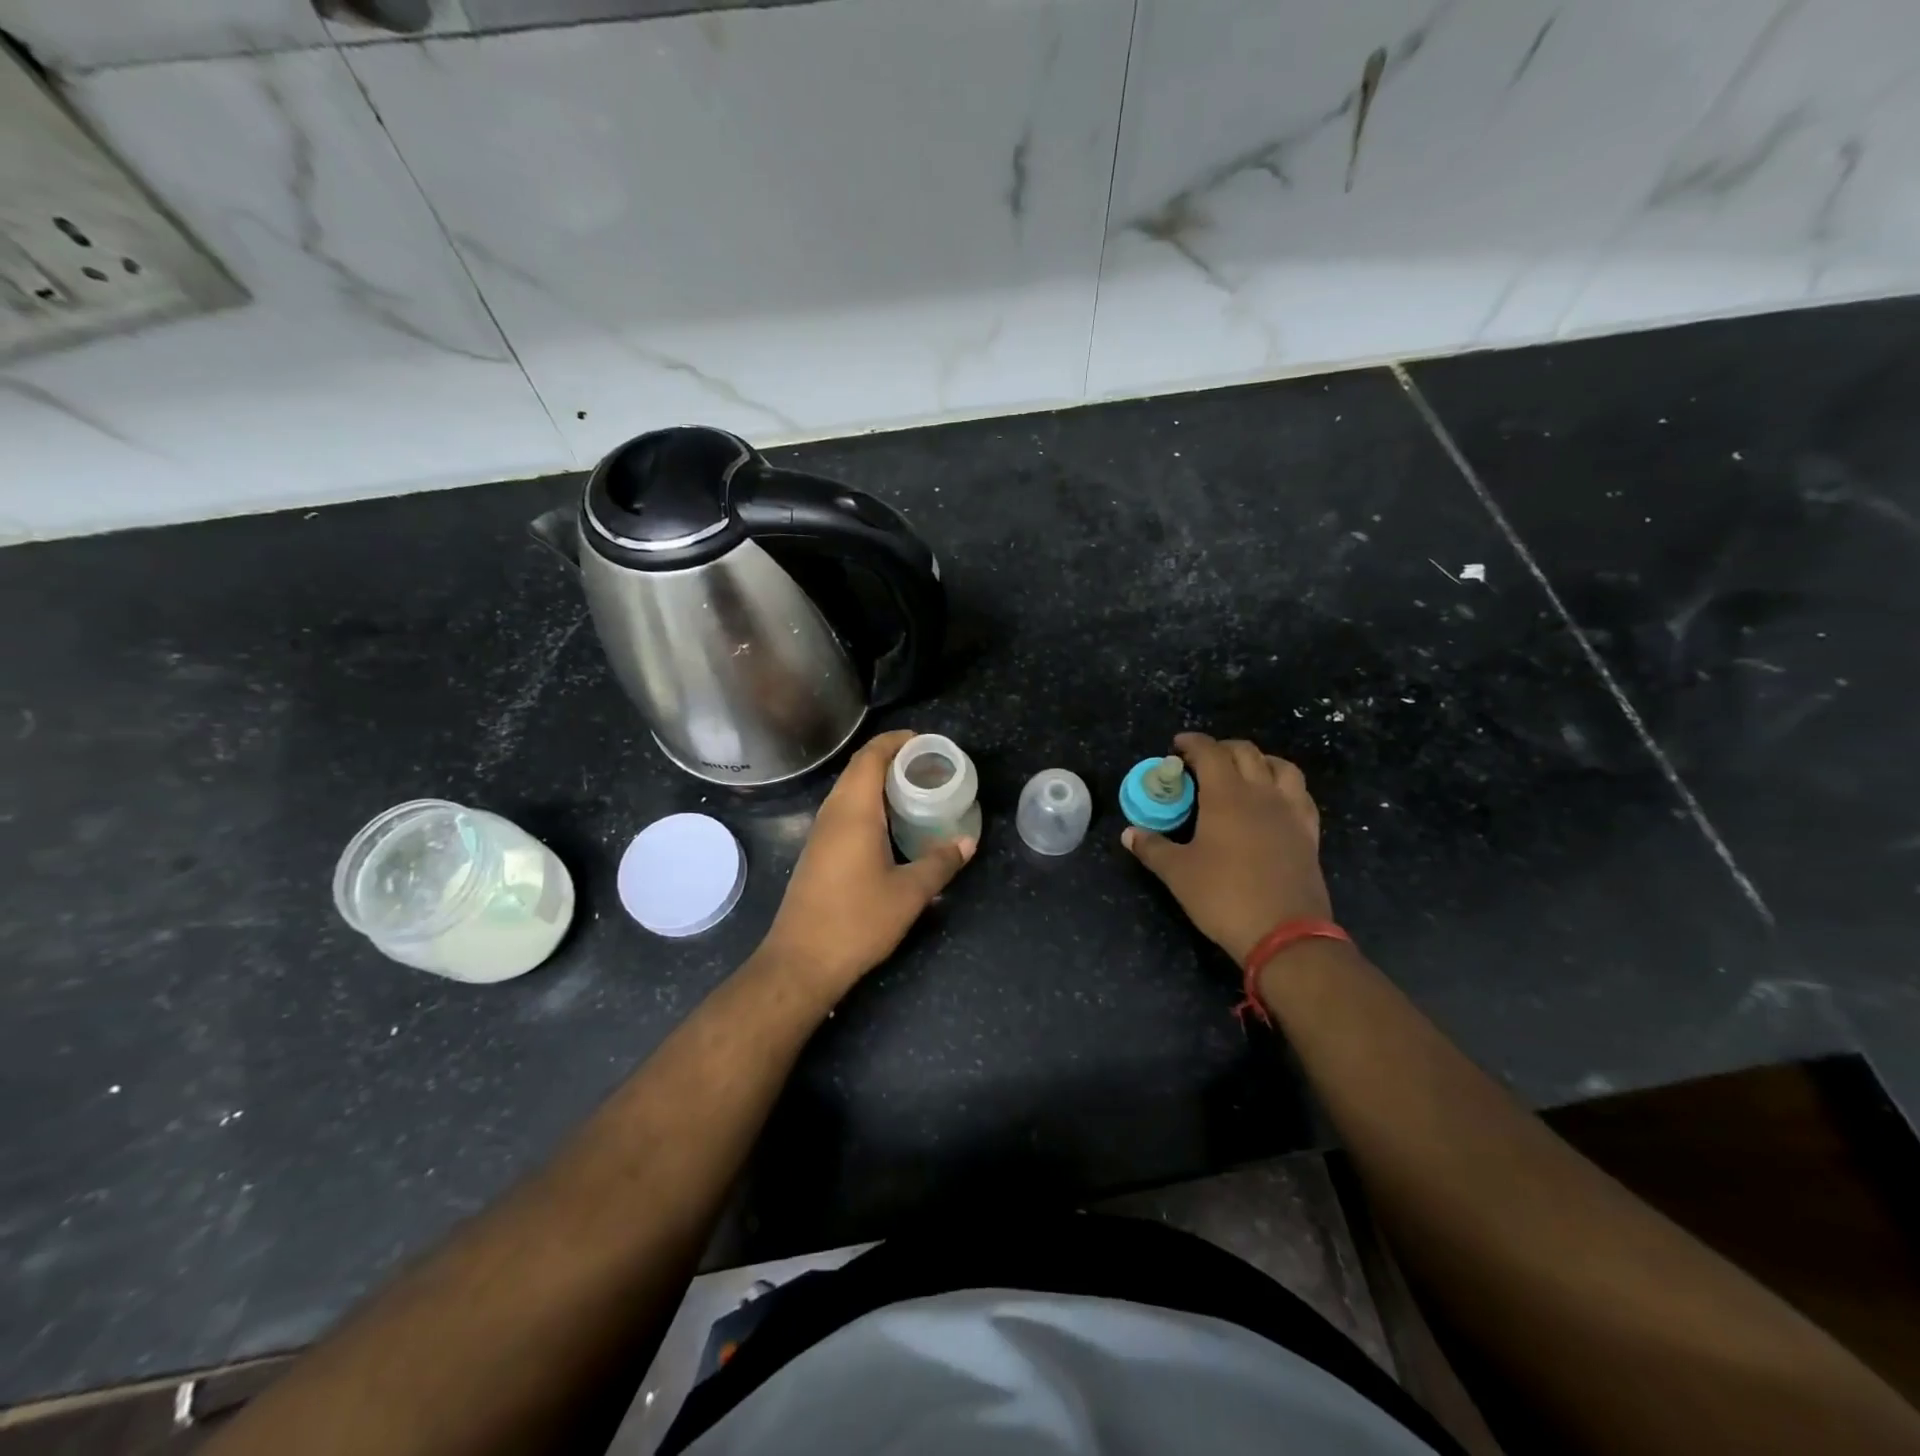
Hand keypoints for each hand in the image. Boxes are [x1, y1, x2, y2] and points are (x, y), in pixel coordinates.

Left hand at [759, 729, 975, 995]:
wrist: (801, 961)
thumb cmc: (857, 921)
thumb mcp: (909, 893)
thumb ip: (940, 862)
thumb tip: (967, 842)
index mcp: (854, 811)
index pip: (871, 756)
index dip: (896, 741)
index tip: (926, 742)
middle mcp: (833, 813)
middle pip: (859, 768)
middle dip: (892, 758)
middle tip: (929, 765)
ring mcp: (821, 833)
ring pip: (850, 790)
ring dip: (879, 781)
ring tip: (916, 789)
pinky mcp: (818, 851)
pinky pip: (845, 810)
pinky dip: (870, 803)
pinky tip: (892, 824)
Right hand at [1124, 732, 1331, 964]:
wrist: (1285, 933)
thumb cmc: (1224, 896)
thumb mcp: (1178, 874)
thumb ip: (1152, 848)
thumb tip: (1129, 833)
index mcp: (1226, 795)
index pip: (1210, 752)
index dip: (1192, 743)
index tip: (1177, 746)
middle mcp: (1261, 793)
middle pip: (1245, 752)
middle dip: (1221, 748)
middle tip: (1202, 761)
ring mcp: (1290, 812)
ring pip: (1281, 766)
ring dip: (1259, 760)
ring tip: (1243, 773)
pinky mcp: (1309, 833)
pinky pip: (1300, 794)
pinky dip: (1284, 786)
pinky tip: (1274, 801)